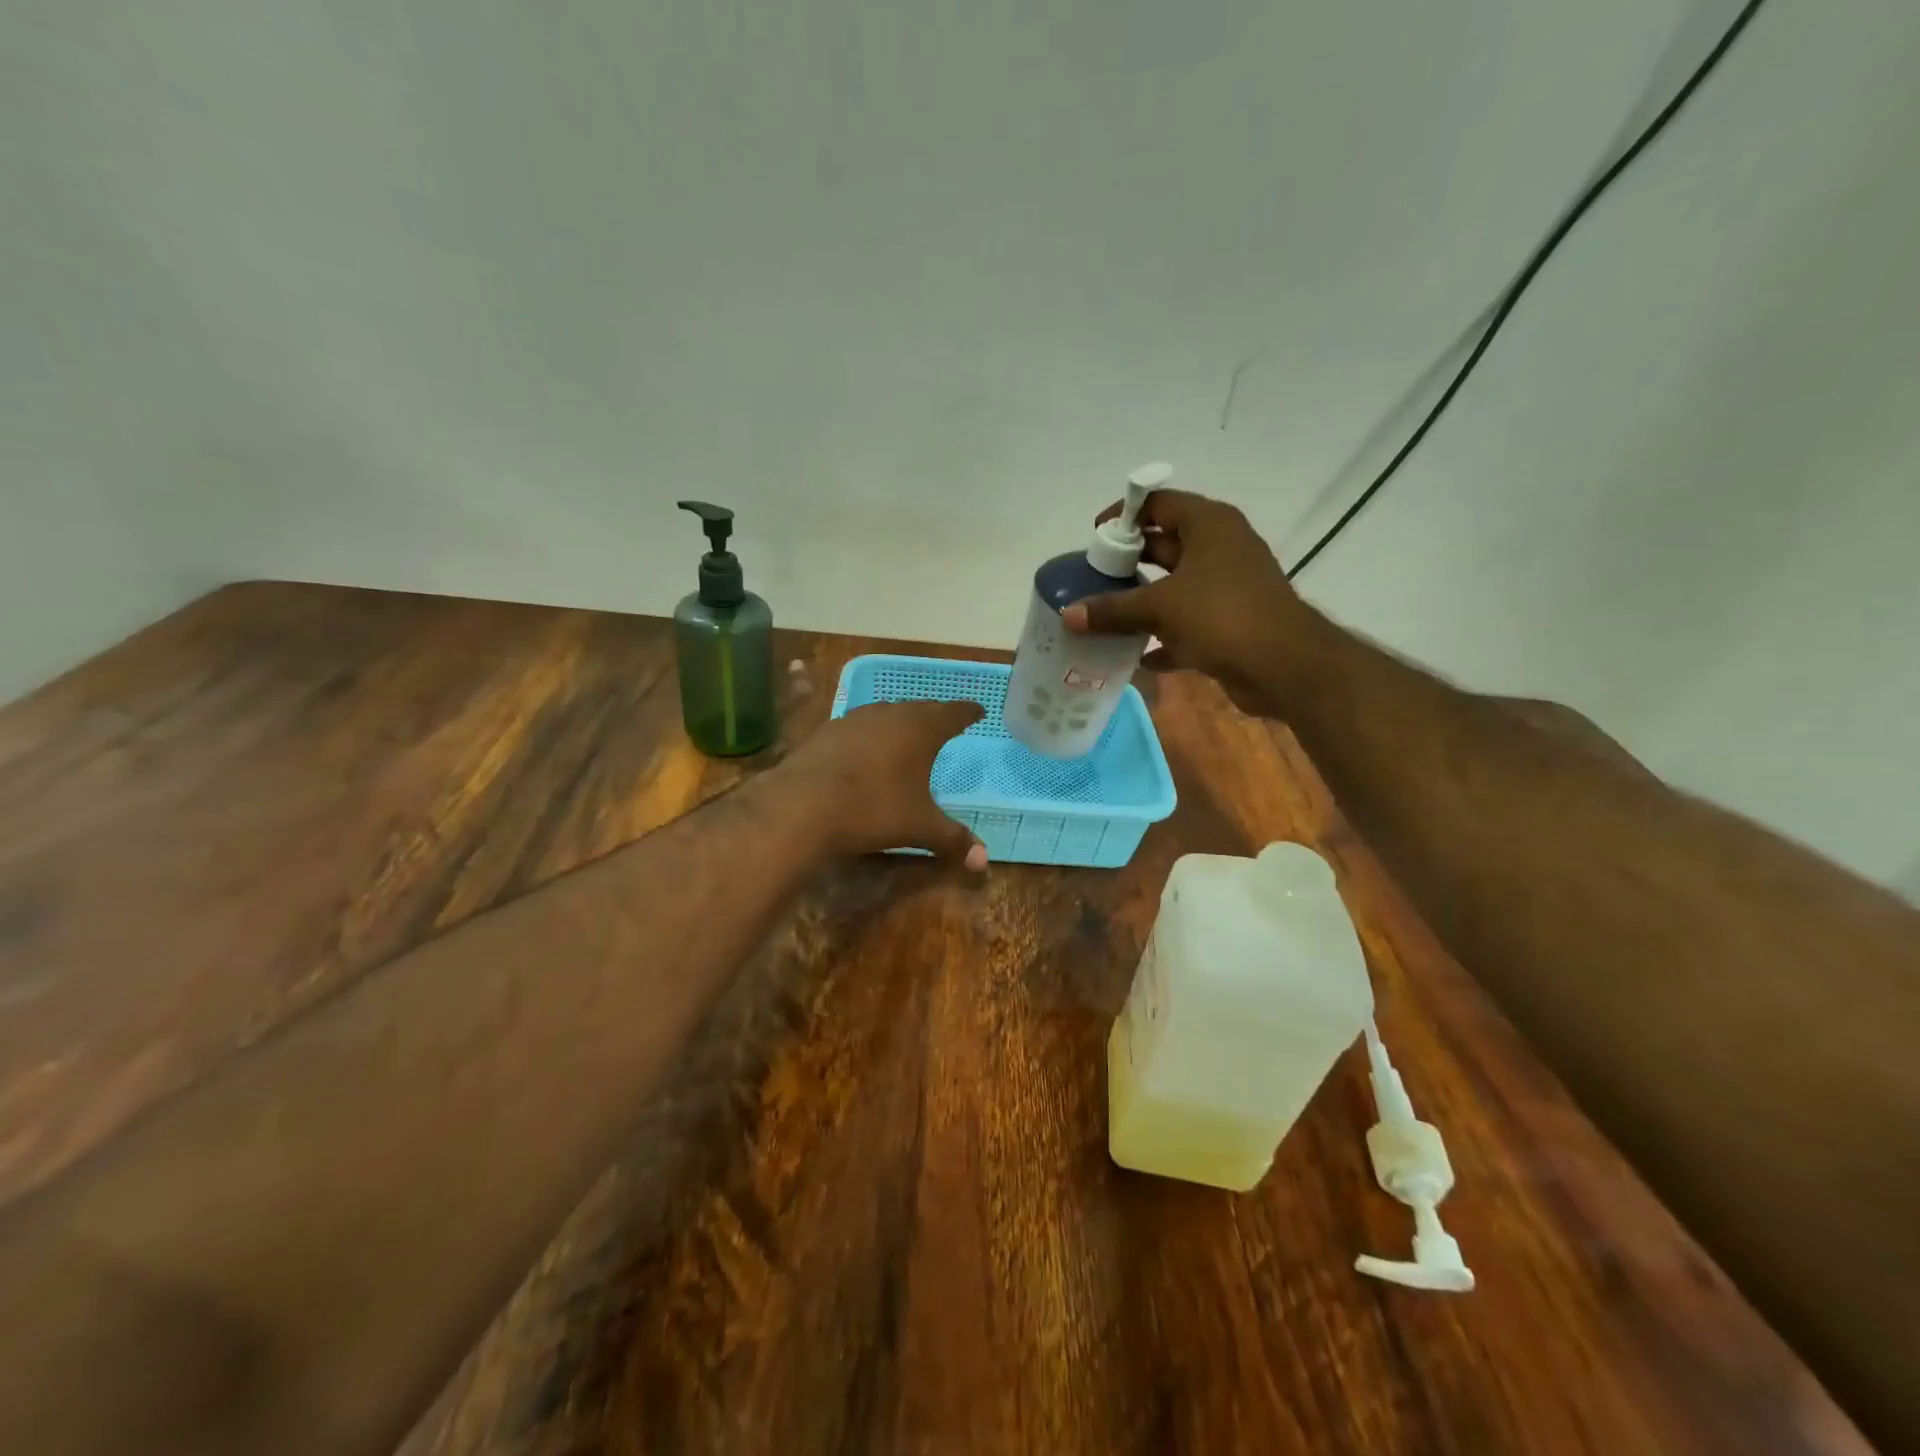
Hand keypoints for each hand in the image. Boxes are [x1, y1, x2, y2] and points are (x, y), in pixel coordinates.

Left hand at [782, 700, 988, 866]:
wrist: (802, 805)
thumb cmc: (873, 810)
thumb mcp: (918, 827)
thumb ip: (952, 839)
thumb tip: (983, 861)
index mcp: (920, 730)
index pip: (952, 714)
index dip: (967, 712)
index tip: (978, 710)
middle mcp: (889, 715)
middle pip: (919, 708)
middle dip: (935, 714)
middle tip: (945, 721)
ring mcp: (854, 720)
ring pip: (885, 712)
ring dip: (900, 719)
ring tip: (906, 730)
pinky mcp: (825, 731)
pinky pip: (856, 725)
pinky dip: (868, 732)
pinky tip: (863, 744)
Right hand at [1060, 490, 1312, 716]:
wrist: (1284, 665)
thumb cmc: (1222, 616)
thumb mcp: (1160, 607)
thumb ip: (1112, 610)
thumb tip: (1068, 615)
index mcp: (1209, 525)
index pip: (1160, 503)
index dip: (1125, 515)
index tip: (1095, 535)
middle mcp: (1220, 548)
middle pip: (1165, 544)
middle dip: (1130, 559)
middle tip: (1094, 575)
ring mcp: (1228, 586)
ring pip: (1176, 586)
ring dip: (1143, 600)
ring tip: (1105, 612)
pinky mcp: (1230, 623)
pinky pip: (1187, 624)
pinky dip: (1163, 637)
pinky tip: (1136, 656)